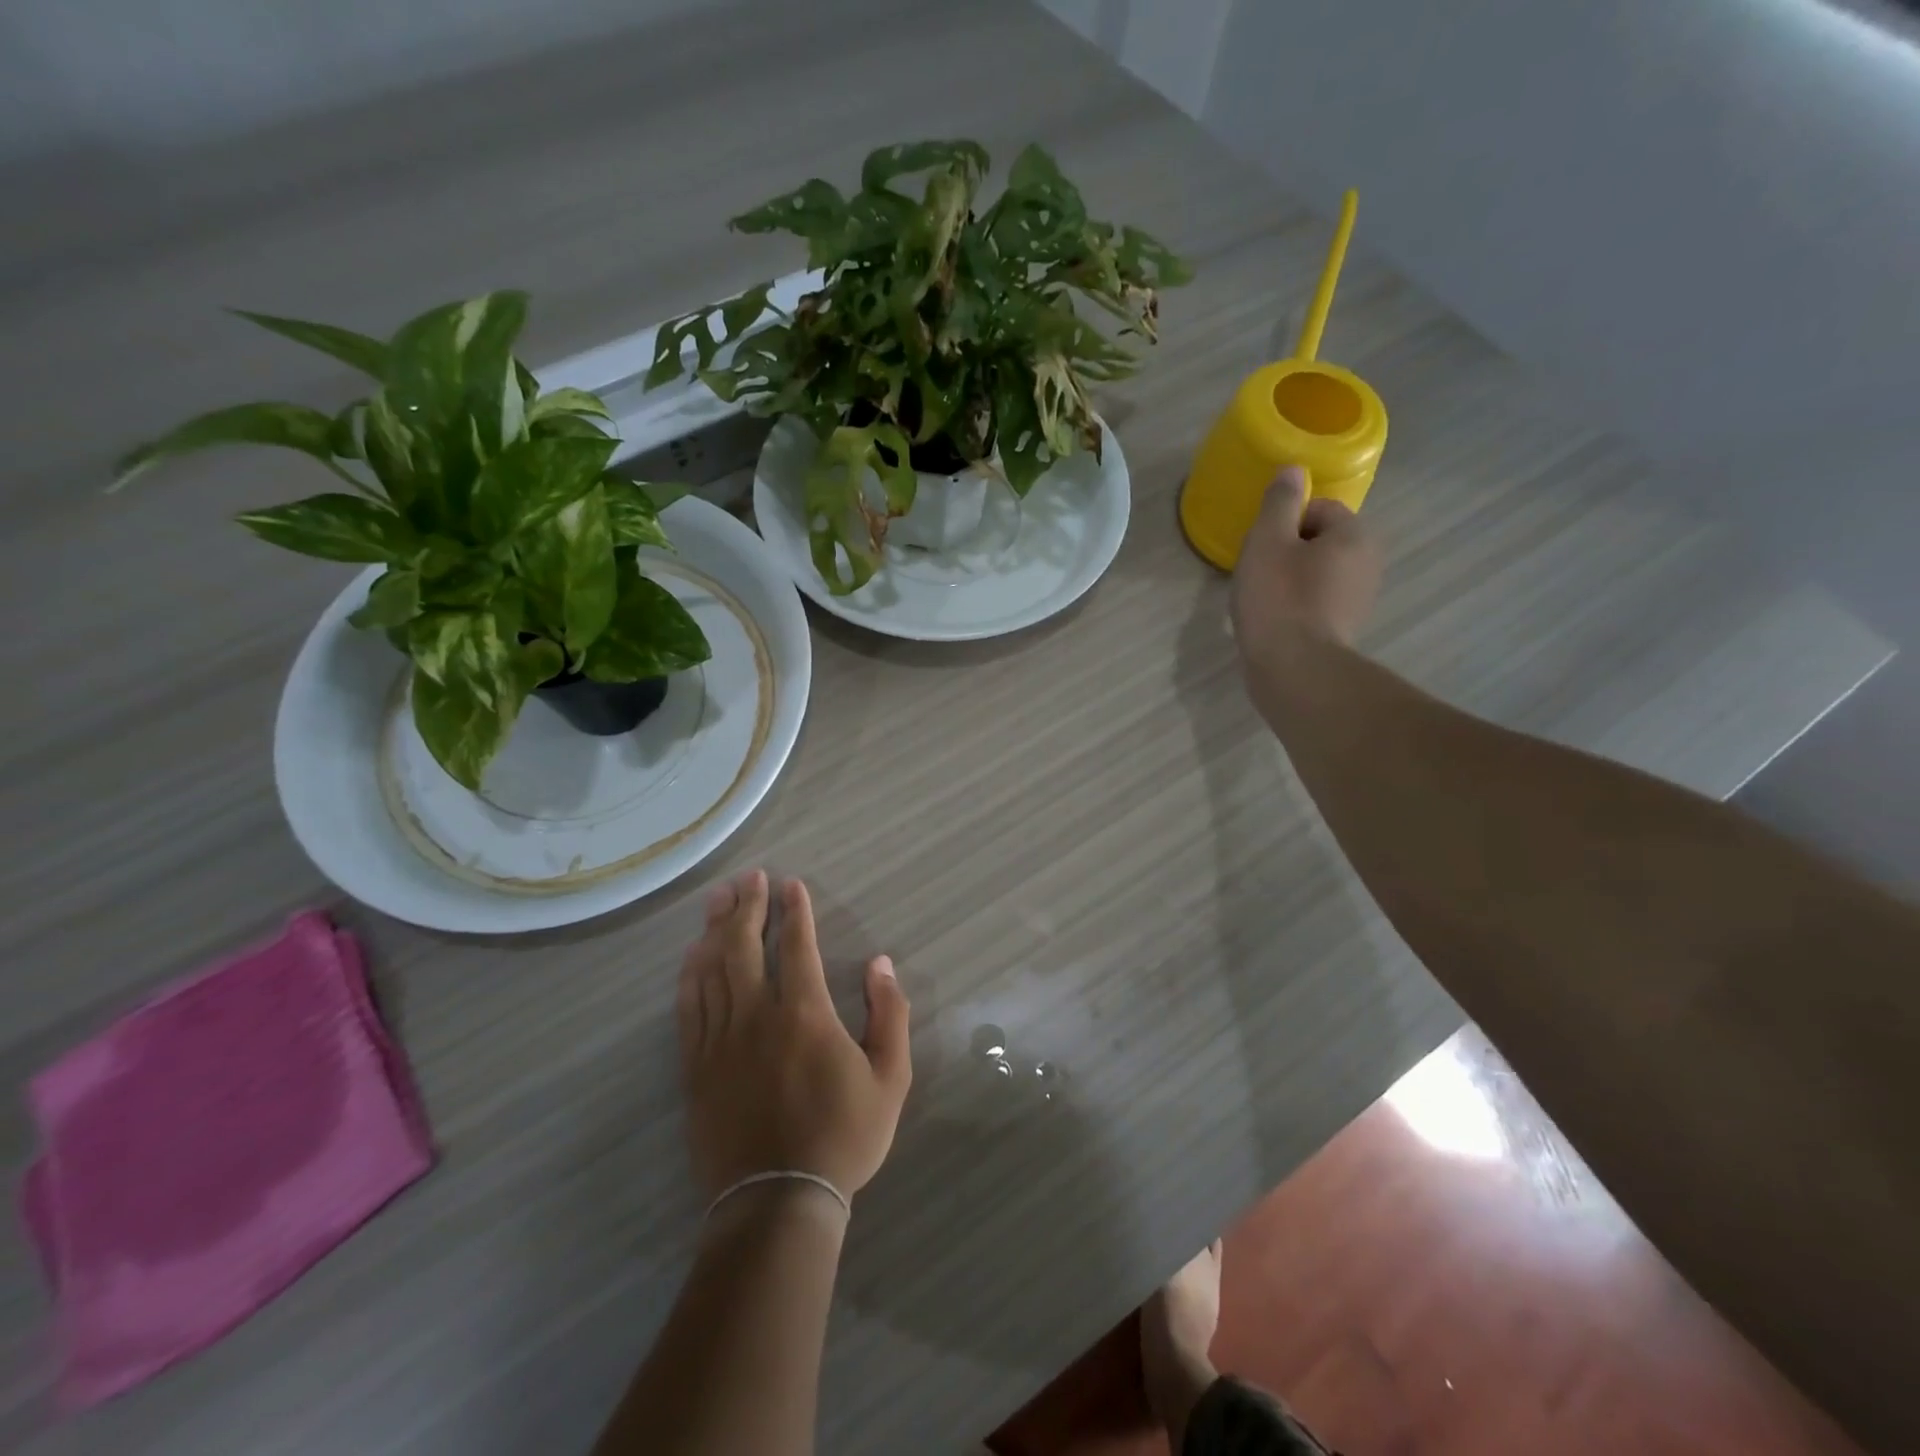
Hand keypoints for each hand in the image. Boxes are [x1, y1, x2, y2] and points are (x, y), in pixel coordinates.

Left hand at [677, 870, 911, 1201]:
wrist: (778, 1202)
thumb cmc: (842, 1137)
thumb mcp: (890, 1078)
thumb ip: (889, 1015)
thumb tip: (881, 964)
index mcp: (804, 1013)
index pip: (797, 945)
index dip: (795, 910)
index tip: (791, 883)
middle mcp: (757, 1014)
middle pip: (744, 946)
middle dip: (747, 906)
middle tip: (749, 878)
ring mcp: (720, 1039)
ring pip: (712, 969)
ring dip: (716, 929)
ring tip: (718, 900)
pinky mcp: (696, 1066)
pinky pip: (689, 1007)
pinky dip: (690, 975)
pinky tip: (693, 955)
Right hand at [1230, 466, 1381, 657]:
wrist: (1294, 669)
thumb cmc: (1278, 599)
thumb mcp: (1267, 541)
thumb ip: (1279, 502)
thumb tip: (1294, 470)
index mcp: (1353, 535)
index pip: (1318, 509)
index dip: (1283, 523)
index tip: (1261, 548)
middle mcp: (1367, 562)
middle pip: (1319, 541)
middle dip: (1288, 552)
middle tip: (1258, 574)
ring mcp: (1359, 599)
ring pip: (1317, 574)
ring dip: (1291, 581)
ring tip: (1262, 601)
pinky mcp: (1345, 630)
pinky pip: (1317, 603)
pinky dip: (1296, 607)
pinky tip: (1274, 622)